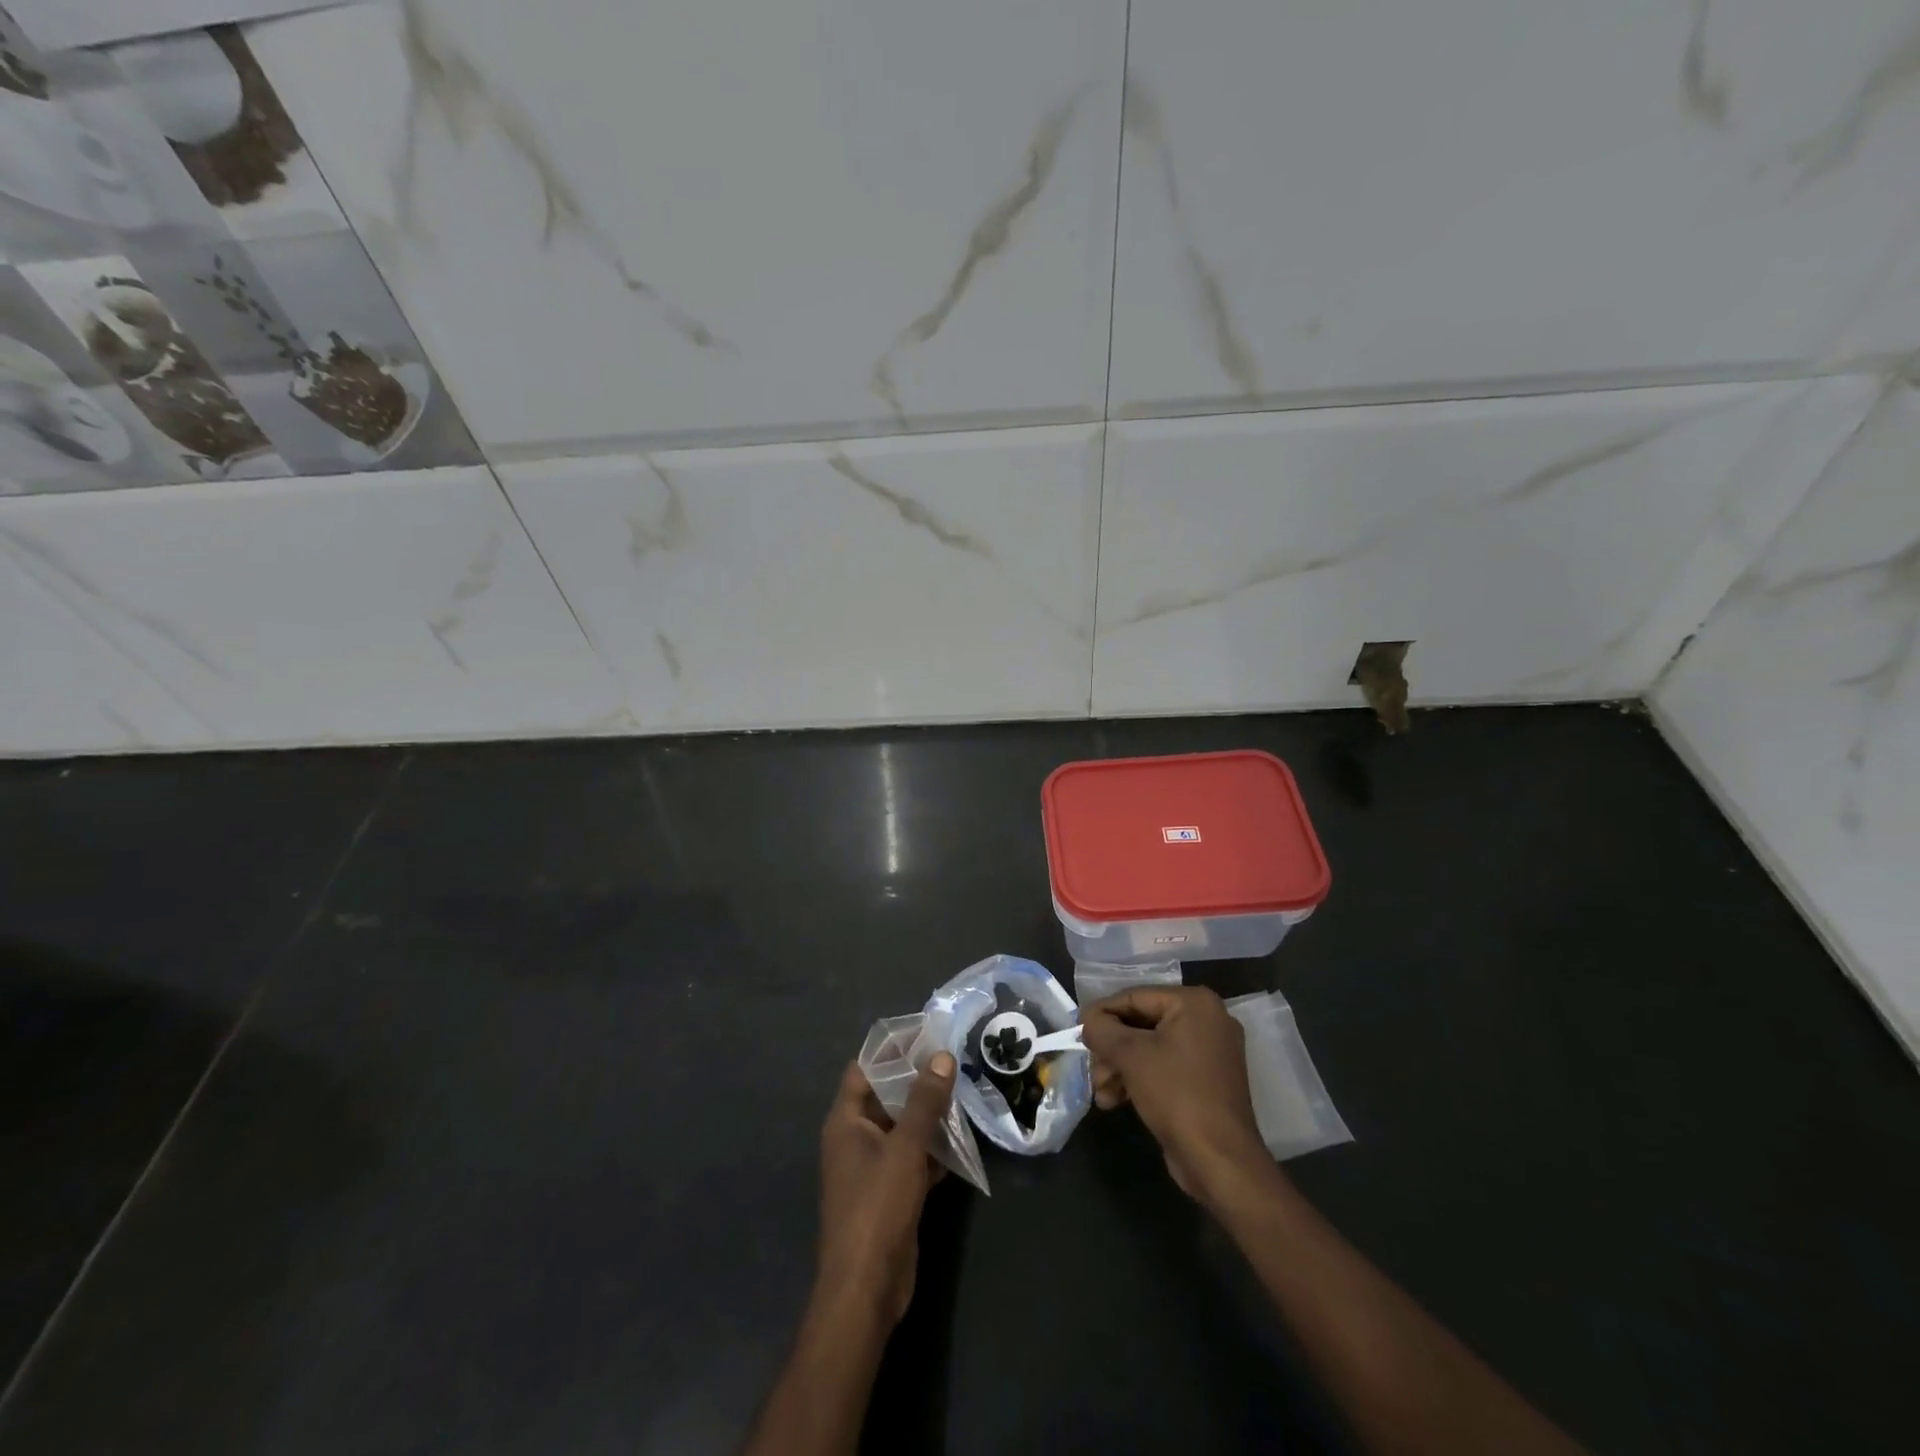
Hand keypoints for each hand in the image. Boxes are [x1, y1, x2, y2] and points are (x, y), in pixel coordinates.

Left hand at [816, 1052, 955, 1326]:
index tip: (924, 1032)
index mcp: (845, 1121)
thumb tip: (942, 1056)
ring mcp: (872, 1168)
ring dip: (928, 1113)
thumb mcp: (904, 1148)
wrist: (866, 1288)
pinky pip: (911, 1157)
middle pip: (885, 1096)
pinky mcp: (890, 1193)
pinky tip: (960, 1140)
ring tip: (962, 1091)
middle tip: (952, 1058)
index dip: (890, 1049)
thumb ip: (924, 1101)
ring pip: (902, 1128)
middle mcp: (854, 1138)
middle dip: (916, 1079)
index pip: (864, 1069)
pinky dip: (932, 1147)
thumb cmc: (877, 1207)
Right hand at [1082, 987, 1271, 1203]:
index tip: (1076, 1030)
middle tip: (1092, 1069)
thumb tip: (1088, 1021)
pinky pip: (1164, 1067)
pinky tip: (1114, 1100)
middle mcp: (1206, 1020)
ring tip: (1101, 1092)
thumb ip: (1103, 1030)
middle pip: (1141, 1024)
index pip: (1135, 997)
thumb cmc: (1176, 1095)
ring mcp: (1209, 1052)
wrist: (1220, 1161)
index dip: (1102, 1013)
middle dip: (1111, 1049)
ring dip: (1120, 1068)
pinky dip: (1139, 1079)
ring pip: (1149, 1048)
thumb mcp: (1131, 1056)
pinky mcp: (1206, 1080)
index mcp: (1194, 1003)